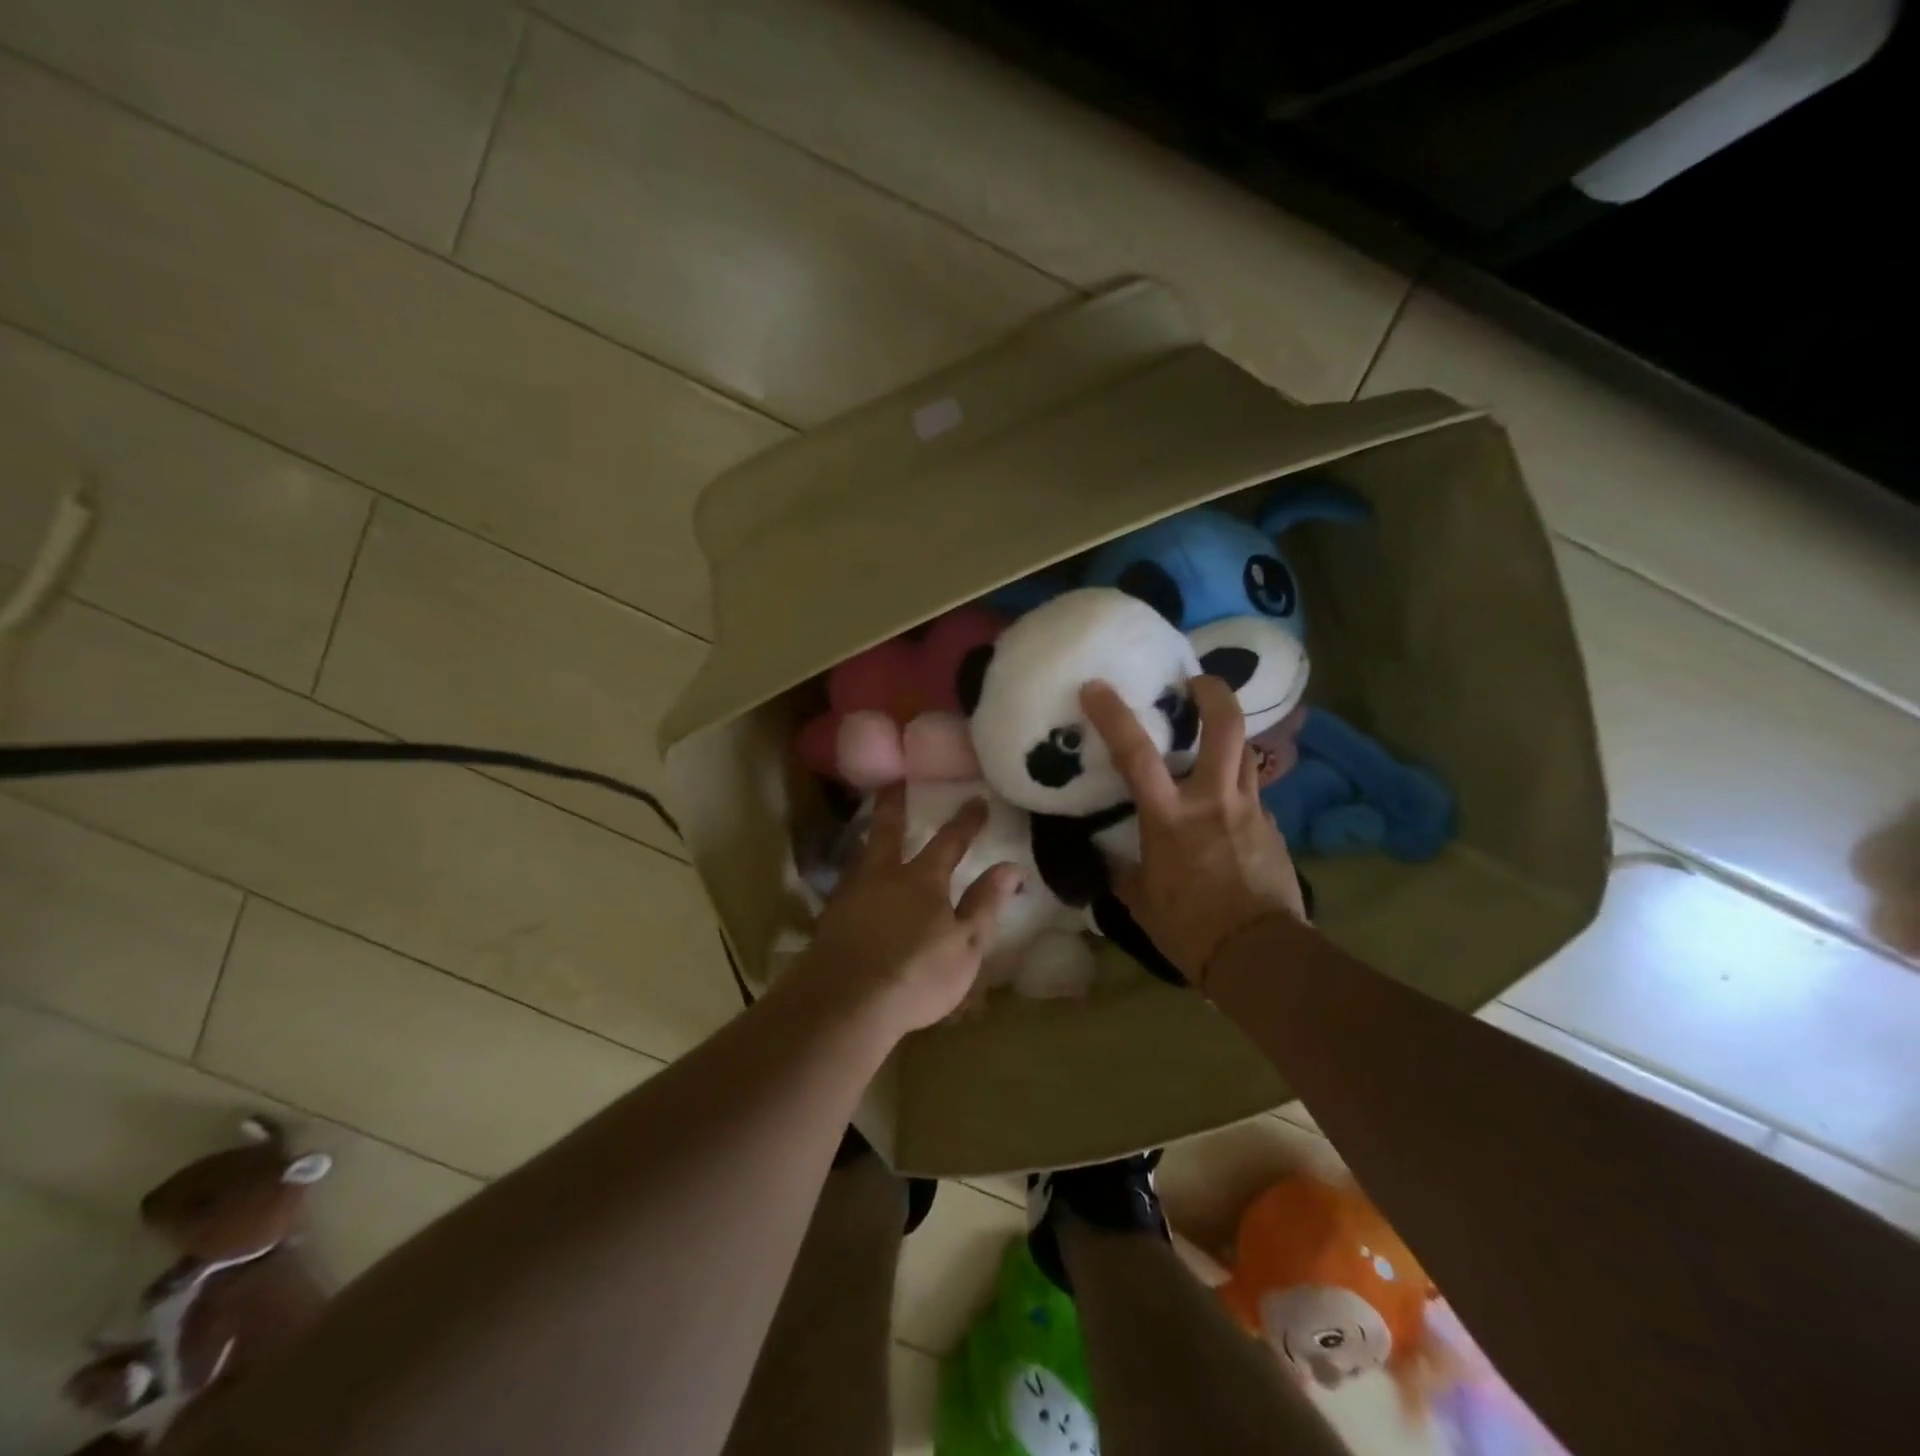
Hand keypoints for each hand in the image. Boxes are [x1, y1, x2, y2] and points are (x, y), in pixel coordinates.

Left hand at [792, 785, 1021, 1036]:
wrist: (846, 1001)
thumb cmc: (917, 974)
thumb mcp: (966, 944)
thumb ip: (985, 904)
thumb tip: (1010, 867)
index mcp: (923, 879)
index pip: (949, 841)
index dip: (966, 822)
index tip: (977, 800)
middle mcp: (884, 875)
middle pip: (888, 830)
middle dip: (894, 804)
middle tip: (893, 781)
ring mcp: (852, 894)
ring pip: (861, 853)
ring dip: (868, 835)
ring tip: (870, 827)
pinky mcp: (830, 918)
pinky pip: (846, 882)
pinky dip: (854, 872)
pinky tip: (853, 882)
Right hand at [1081, 676, 1304, 988]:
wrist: (1259, 956)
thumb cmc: (1190, 929)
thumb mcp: (1141, 900)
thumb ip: (1124, 871)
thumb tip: (1111, 860)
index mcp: (1170, 818)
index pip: (1136, 754)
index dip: (1114, 715)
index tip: (1096, 687)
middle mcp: (1213, 801)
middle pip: (1225, 728)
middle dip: (1214, 693)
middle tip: (1198, 681)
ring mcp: (1250, 812)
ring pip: (1247, 755)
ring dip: (1229, 738)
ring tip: (1212, 739)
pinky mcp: (1273, 830)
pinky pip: (1253, 796)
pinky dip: (1237, 790)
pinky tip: (1226, 811)